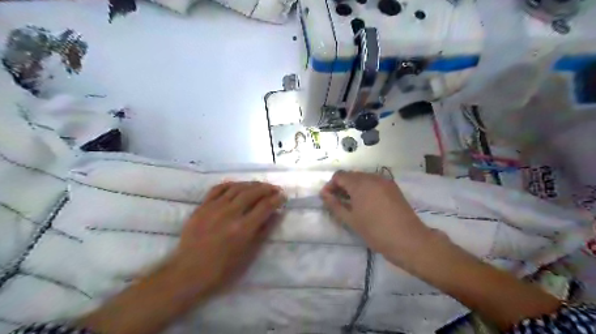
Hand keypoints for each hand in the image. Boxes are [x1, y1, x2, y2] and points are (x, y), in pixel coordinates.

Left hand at [174, 182, 284, 293]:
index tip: (283, 196)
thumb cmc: (222, 270)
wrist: (187, 273)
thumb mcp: (248, 255)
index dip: (277, 199)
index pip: (265, 206)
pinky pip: (218, 188)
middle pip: (252, 192)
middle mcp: (230, 214)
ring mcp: (214, 208)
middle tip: (275, 188)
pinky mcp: (202, 206)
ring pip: (237, 187)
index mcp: (243, 229)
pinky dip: (231, 184)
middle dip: (267, 188)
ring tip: (259, 186)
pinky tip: (237, 186)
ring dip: (251, 184)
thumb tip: (276, 214)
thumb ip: (263, 232)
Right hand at [322, 172, 432, 260]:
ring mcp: (385, 181)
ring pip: (363, 178)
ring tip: (351, 204)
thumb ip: (335, 204)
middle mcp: (372, 177)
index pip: (339, 176)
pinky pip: (374, 183)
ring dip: (353, 187)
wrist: (409, 240)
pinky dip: (366, 189)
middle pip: (351, 175)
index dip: (330, 185)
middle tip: (338, 202)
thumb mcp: (351, 219)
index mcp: (360, 183)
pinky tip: (366, 203)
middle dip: (341, 186)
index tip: (327, 199)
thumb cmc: (375, 231)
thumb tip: (324, 194)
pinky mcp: (393, 187)